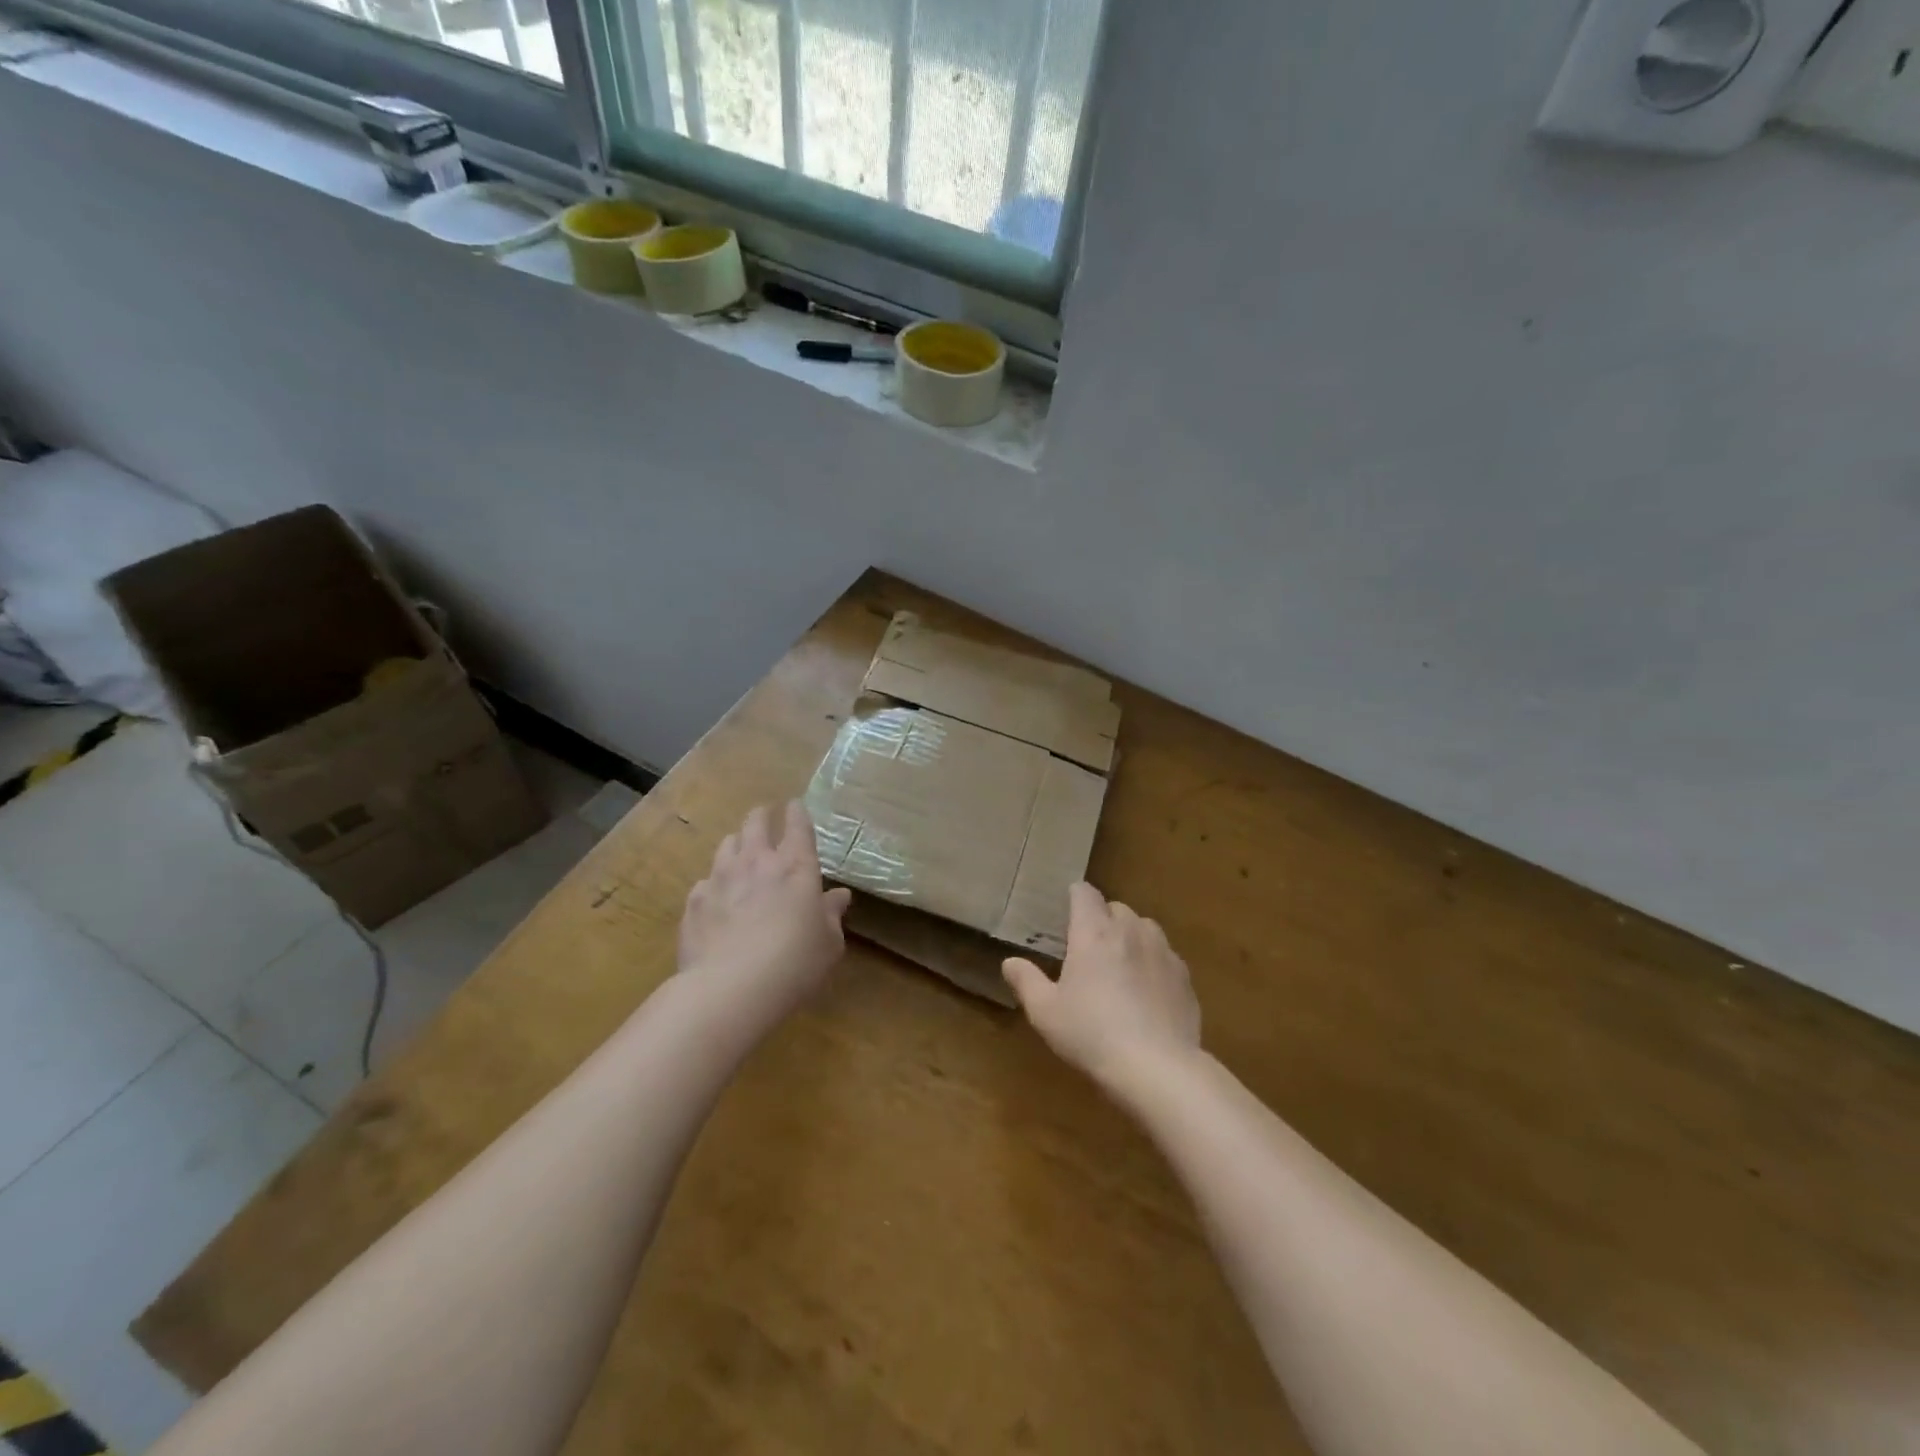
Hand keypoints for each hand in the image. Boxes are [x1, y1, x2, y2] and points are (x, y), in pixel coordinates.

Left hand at [678, 802, 852, 1021]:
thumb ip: (831, 915)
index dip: (797, 812)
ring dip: (736, 843)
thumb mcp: (828, 943)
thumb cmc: (794, 963)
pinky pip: (704, 881)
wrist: (731, 988)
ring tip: (739, 851)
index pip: (797, 825)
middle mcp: (757, 862)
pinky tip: (716, 898)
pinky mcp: (694, 901)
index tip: (795, 805)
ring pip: (727, 845)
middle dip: (762, 816)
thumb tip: (839, 896)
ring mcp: (721, 878)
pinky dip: (713, 883)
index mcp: (796, 867)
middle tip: (765, 817)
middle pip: (756, 823)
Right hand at [1003, 882, 1200, 1088]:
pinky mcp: (1184, 976)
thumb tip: (1010, 962)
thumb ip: (1027, 981)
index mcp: (1094, 933)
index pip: (1085, 893)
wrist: (1157, 1068)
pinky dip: (1153, 962)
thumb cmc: (1092, 1034)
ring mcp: (1162, 951)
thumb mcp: (1045, 1012)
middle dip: (1102, 919)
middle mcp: (1130, 931)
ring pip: (1144, 927)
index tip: (1065, 912)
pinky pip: (1165, 955)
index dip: (1074, 896)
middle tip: (1088, 948)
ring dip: (1130, 936)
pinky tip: (1147, 991)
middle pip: (1116, 908)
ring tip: (1120, 965)